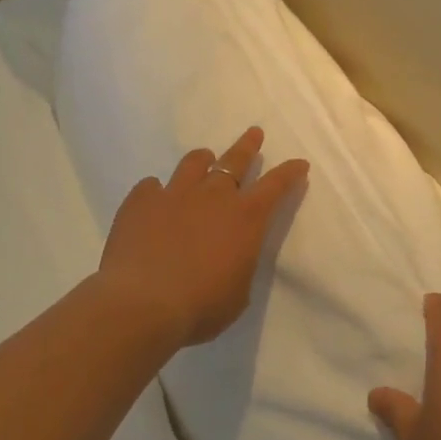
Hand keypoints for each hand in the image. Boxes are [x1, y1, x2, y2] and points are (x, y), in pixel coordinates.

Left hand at [95, 127, 308, 347]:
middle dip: (248, 145)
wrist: (142, 304)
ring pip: (193, 162)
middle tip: (254, 132)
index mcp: (246, 217)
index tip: (299, 163)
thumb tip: (231, 256)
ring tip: (204, 159)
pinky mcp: (141, 201)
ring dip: (202, 160)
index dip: (290, 172)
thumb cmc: (201, 307)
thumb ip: (238, 264)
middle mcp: (214, 195)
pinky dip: (156, 191)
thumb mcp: (238, 293)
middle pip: (236, 159)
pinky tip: (153, 200)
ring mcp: (175, 193)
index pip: (276, 185)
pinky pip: (150, 186)